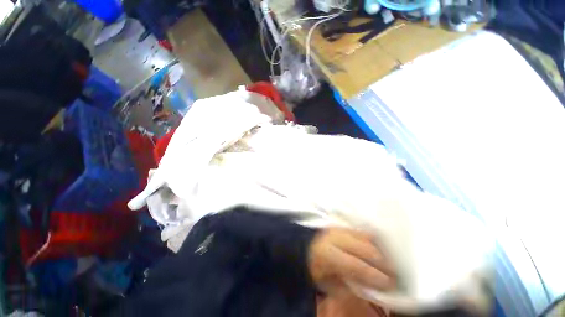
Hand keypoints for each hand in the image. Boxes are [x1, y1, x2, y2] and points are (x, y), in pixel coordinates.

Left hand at [308, 228, 394, 293]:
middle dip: (383, 263)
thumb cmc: (314, 267)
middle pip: (365, 248)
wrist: (303, 246)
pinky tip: (379, 249)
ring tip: (389, 263)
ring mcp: (338, 228)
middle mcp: (334, 237)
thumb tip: (370, 287)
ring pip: (365, 237)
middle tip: (395, 276)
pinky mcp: (341, 225)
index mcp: (327, 253)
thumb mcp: (327, 283)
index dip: (374, 275)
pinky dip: (373, 241)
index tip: (390, 285)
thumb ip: (347, 285)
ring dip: (380, 251)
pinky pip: (361, 231)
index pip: (356, 264)